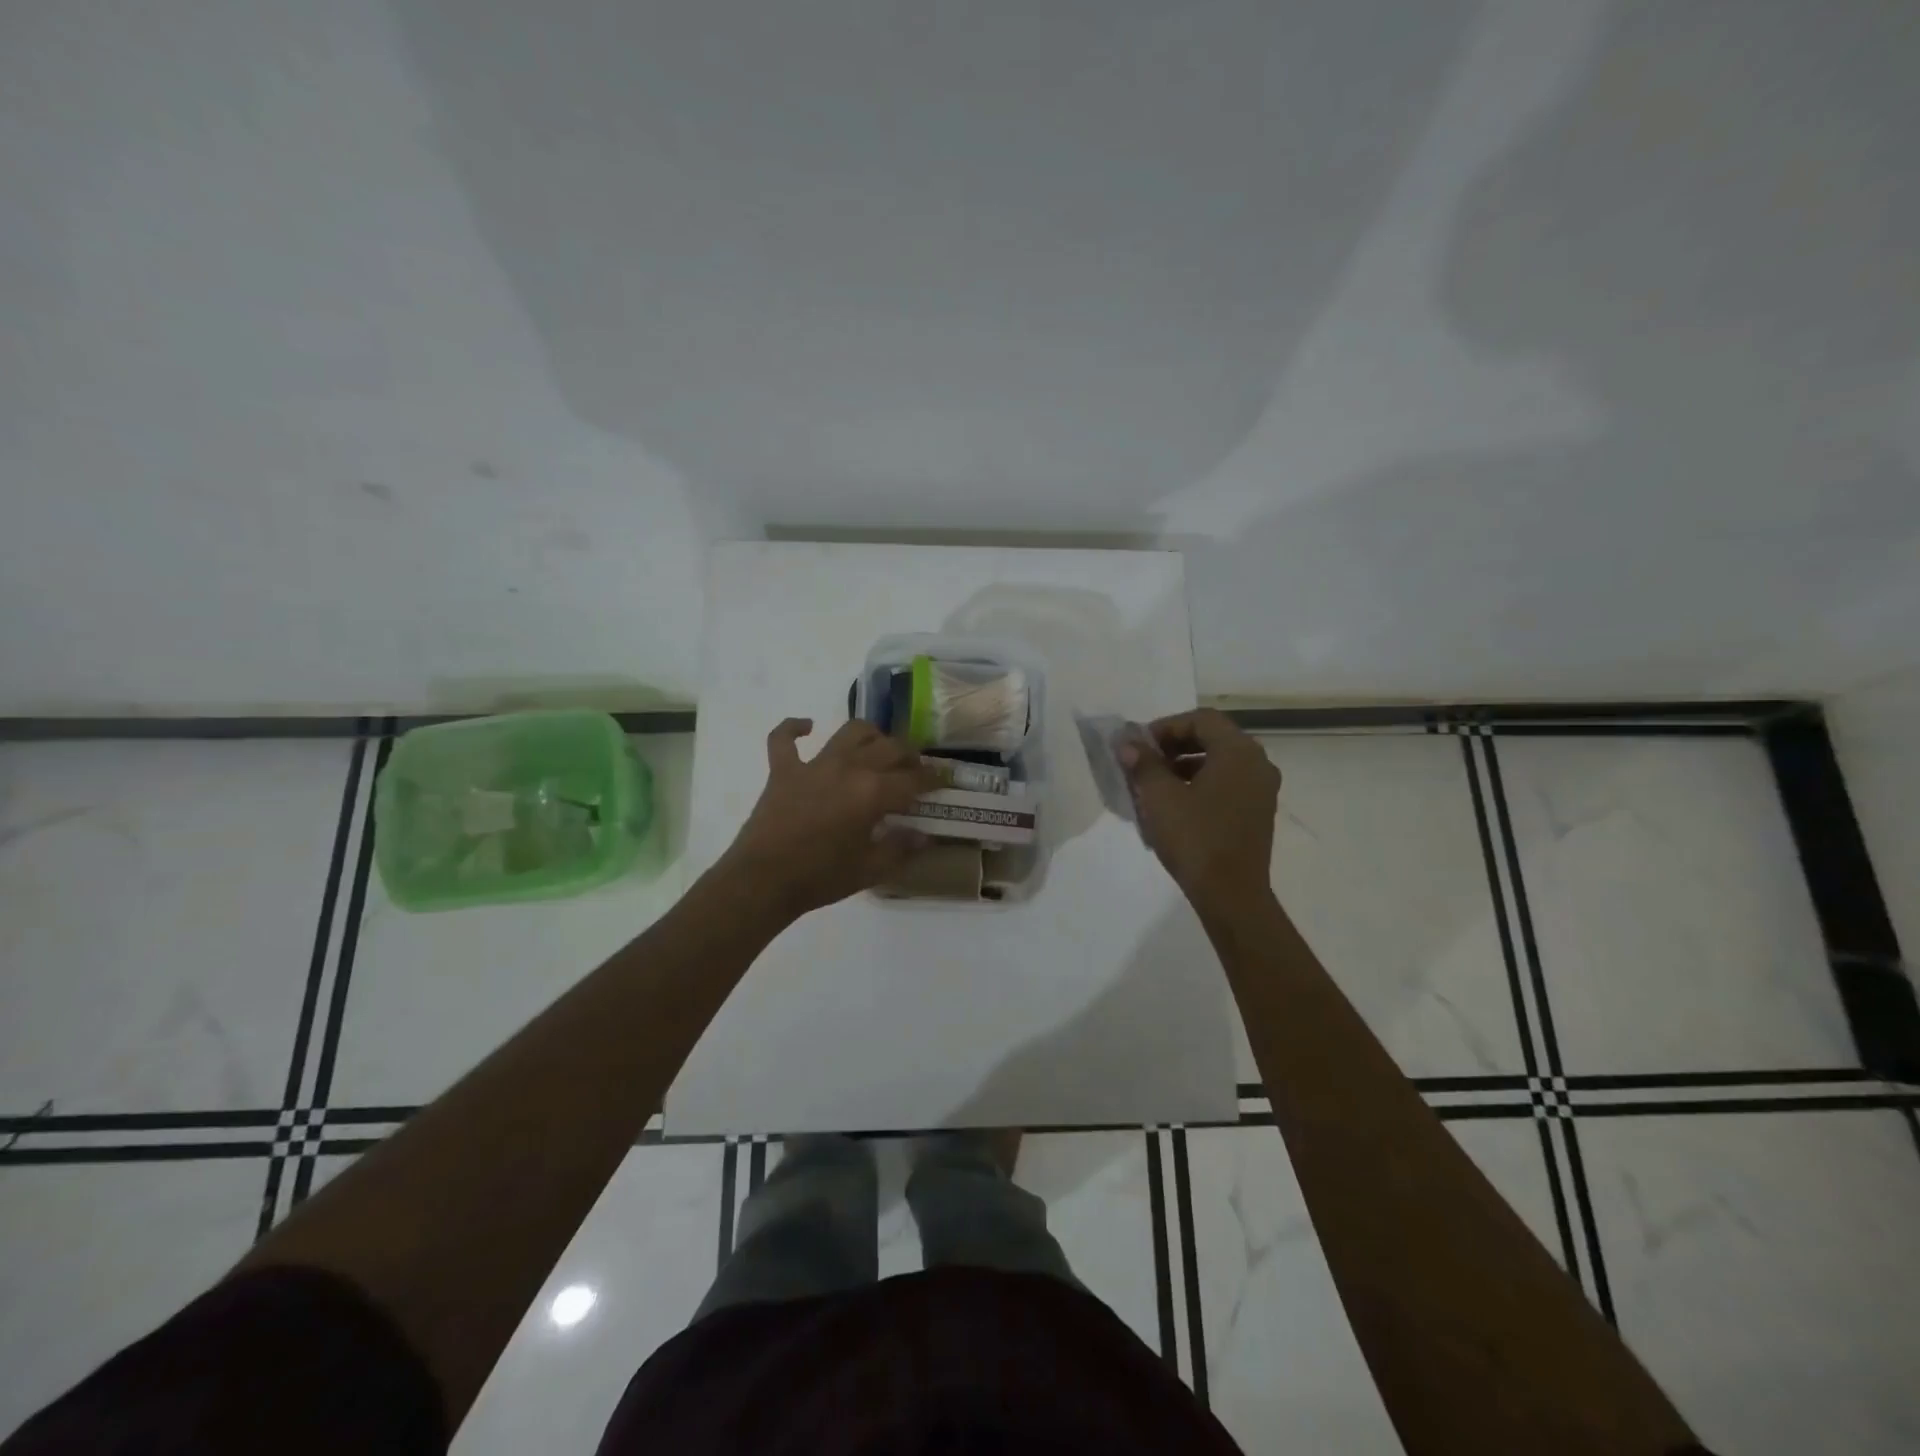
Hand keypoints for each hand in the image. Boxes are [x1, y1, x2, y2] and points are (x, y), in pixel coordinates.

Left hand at [718, 718, 936, 917]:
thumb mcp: (870, 870)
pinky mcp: (783, 769)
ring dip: (870, 735)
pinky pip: (785, 738)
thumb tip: (924, 836)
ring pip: (850, 731)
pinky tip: (808, 727)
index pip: (913, 779)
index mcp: (873, 792)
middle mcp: (848, 767)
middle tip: (915, 768)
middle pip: (889, 747)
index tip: (943, 780)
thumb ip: (901, 848)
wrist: (763, 881)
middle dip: (909, 755)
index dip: (933, 778)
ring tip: (877, 748)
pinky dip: (794, 728)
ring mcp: (814, 764)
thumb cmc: (821, 878)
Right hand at [1120, 708, 1280, 915]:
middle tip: (1143, 762)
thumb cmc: (1195, 839)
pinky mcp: (1257, 813)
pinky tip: (1174, 806)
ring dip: (1184, 765)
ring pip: (1219, 762)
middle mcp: (1257, 764)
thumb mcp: (1159, 797)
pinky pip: (1227, 784)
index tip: (1139, 746)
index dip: (1165, 726)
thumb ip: (1143, 763)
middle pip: (1212, 738)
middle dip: (1173, 745)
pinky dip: (1200, 784)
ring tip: (1153, 785)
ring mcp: (1261, 790)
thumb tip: (1127, 742)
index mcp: (1238, 752)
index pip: (1201, 719)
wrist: (1231, 895)